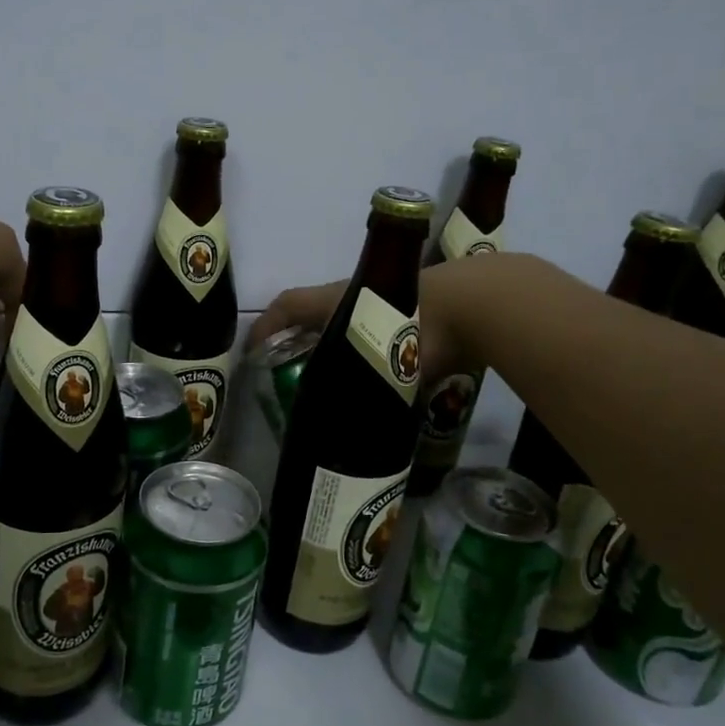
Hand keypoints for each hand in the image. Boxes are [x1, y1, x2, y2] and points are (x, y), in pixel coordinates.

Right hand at [248, 263, 479, 385]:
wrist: (472, 305)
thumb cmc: (410, 328)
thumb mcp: (370, 361)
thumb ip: (351, 392)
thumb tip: (340, 430)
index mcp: (334, 299)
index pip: (286, 306)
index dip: (265, 325)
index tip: (252, 351)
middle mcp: (353, 295)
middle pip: (314, 312)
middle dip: (298, 337)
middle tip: (290, 371)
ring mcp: (384, 300)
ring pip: (346, 320)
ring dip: (333, 343)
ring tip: (330, 378)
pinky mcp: (412, 311)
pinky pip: (376, 330)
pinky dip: (366, 349)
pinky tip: (376, 376)